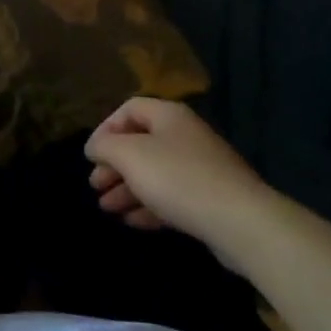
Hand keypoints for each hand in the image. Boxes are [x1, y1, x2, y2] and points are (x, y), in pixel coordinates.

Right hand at [85, 98, 271, 247]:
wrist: (239, 221)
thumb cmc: (177, 178)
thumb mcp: (130, 156)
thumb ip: (106, 146)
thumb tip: (95, 146)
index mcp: (168, 115)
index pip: (129, 109)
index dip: (106, 128)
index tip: (91, 156)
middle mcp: (185, 135)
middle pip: (141, 143)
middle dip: (114, 165)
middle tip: (95, 186)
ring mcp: (200, 168)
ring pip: (154, 173)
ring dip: (127, 189)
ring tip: (106, 208)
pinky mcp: (209, 199)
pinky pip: (171, 197)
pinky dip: (149, 206)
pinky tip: (132, 222)